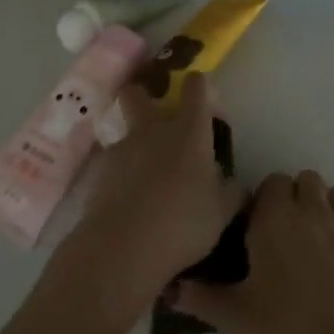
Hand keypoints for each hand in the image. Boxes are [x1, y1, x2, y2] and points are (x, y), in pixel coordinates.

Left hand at [54, 74, 244, 321]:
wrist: (122, 248)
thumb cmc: (182, 223)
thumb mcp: (222, 212)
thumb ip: (231, 192)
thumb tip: (236, 185)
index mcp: (189, 130)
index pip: (196, 86)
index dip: (199, 85)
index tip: (203, 97)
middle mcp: (153, 129)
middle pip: (137, 93)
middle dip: (142, 97)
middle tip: (155, 119)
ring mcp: (121, 149)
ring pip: (122, 131)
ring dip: (132, 145)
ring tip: (142, 177)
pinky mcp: (98, 174)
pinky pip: (110, 165)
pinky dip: (117, 177)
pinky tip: (125, 203)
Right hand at [174, 171, 333, 333]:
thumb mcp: (232, 319)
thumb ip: (201, 296)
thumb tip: (170, 287)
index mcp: (276, 218)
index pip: (273, 181)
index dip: (264, 201)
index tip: (255, 230)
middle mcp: (313, 211)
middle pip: (307, 180)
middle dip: (296, 197)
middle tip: (282, 236)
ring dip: (326, 207)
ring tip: (314, 241)